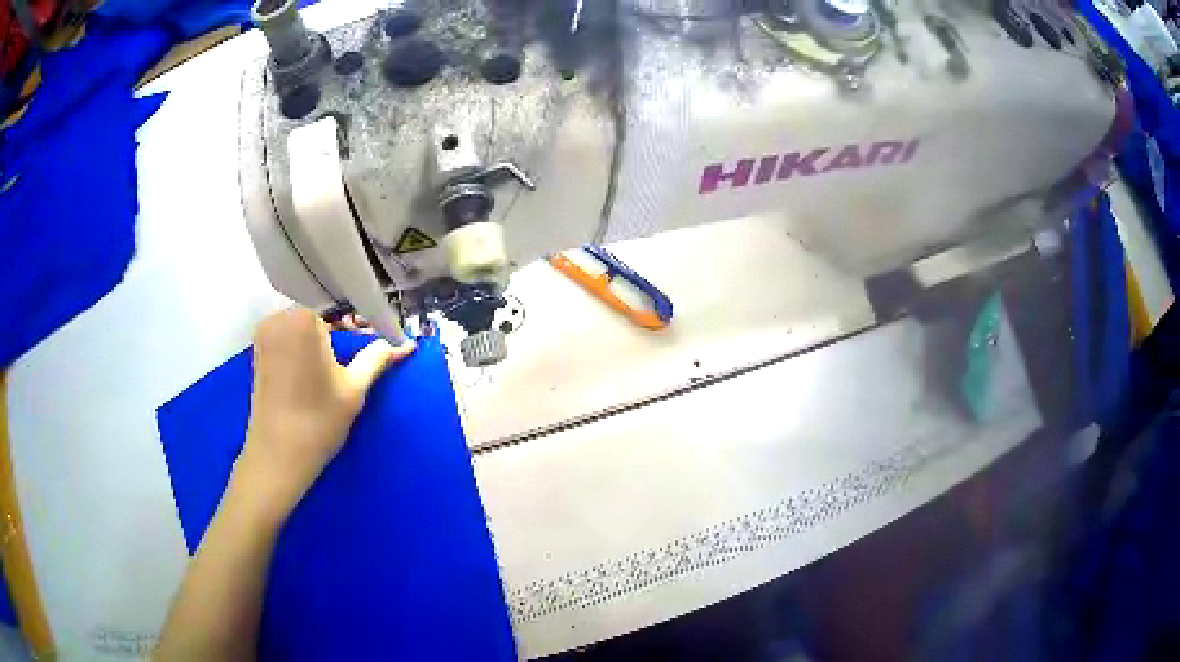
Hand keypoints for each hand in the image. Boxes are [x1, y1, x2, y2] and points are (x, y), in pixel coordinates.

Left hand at [234, 308, 414, 524]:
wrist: (278, 457)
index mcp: (302, 318)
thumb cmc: (318, 421)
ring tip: (342, 355)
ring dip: (324, 331)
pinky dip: (307, 340)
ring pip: (303, 320)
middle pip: (319, 306)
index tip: (376, 329)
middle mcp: (279, 316)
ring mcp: (265, 333)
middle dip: (342, 320)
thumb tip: (407, 343)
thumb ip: (378, 357)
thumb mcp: (354, 388)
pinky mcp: (260, 350)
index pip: (339, 299)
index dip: (361, 312)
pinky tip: (320, 362)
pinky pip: (289, 333)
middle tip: (364, 342)